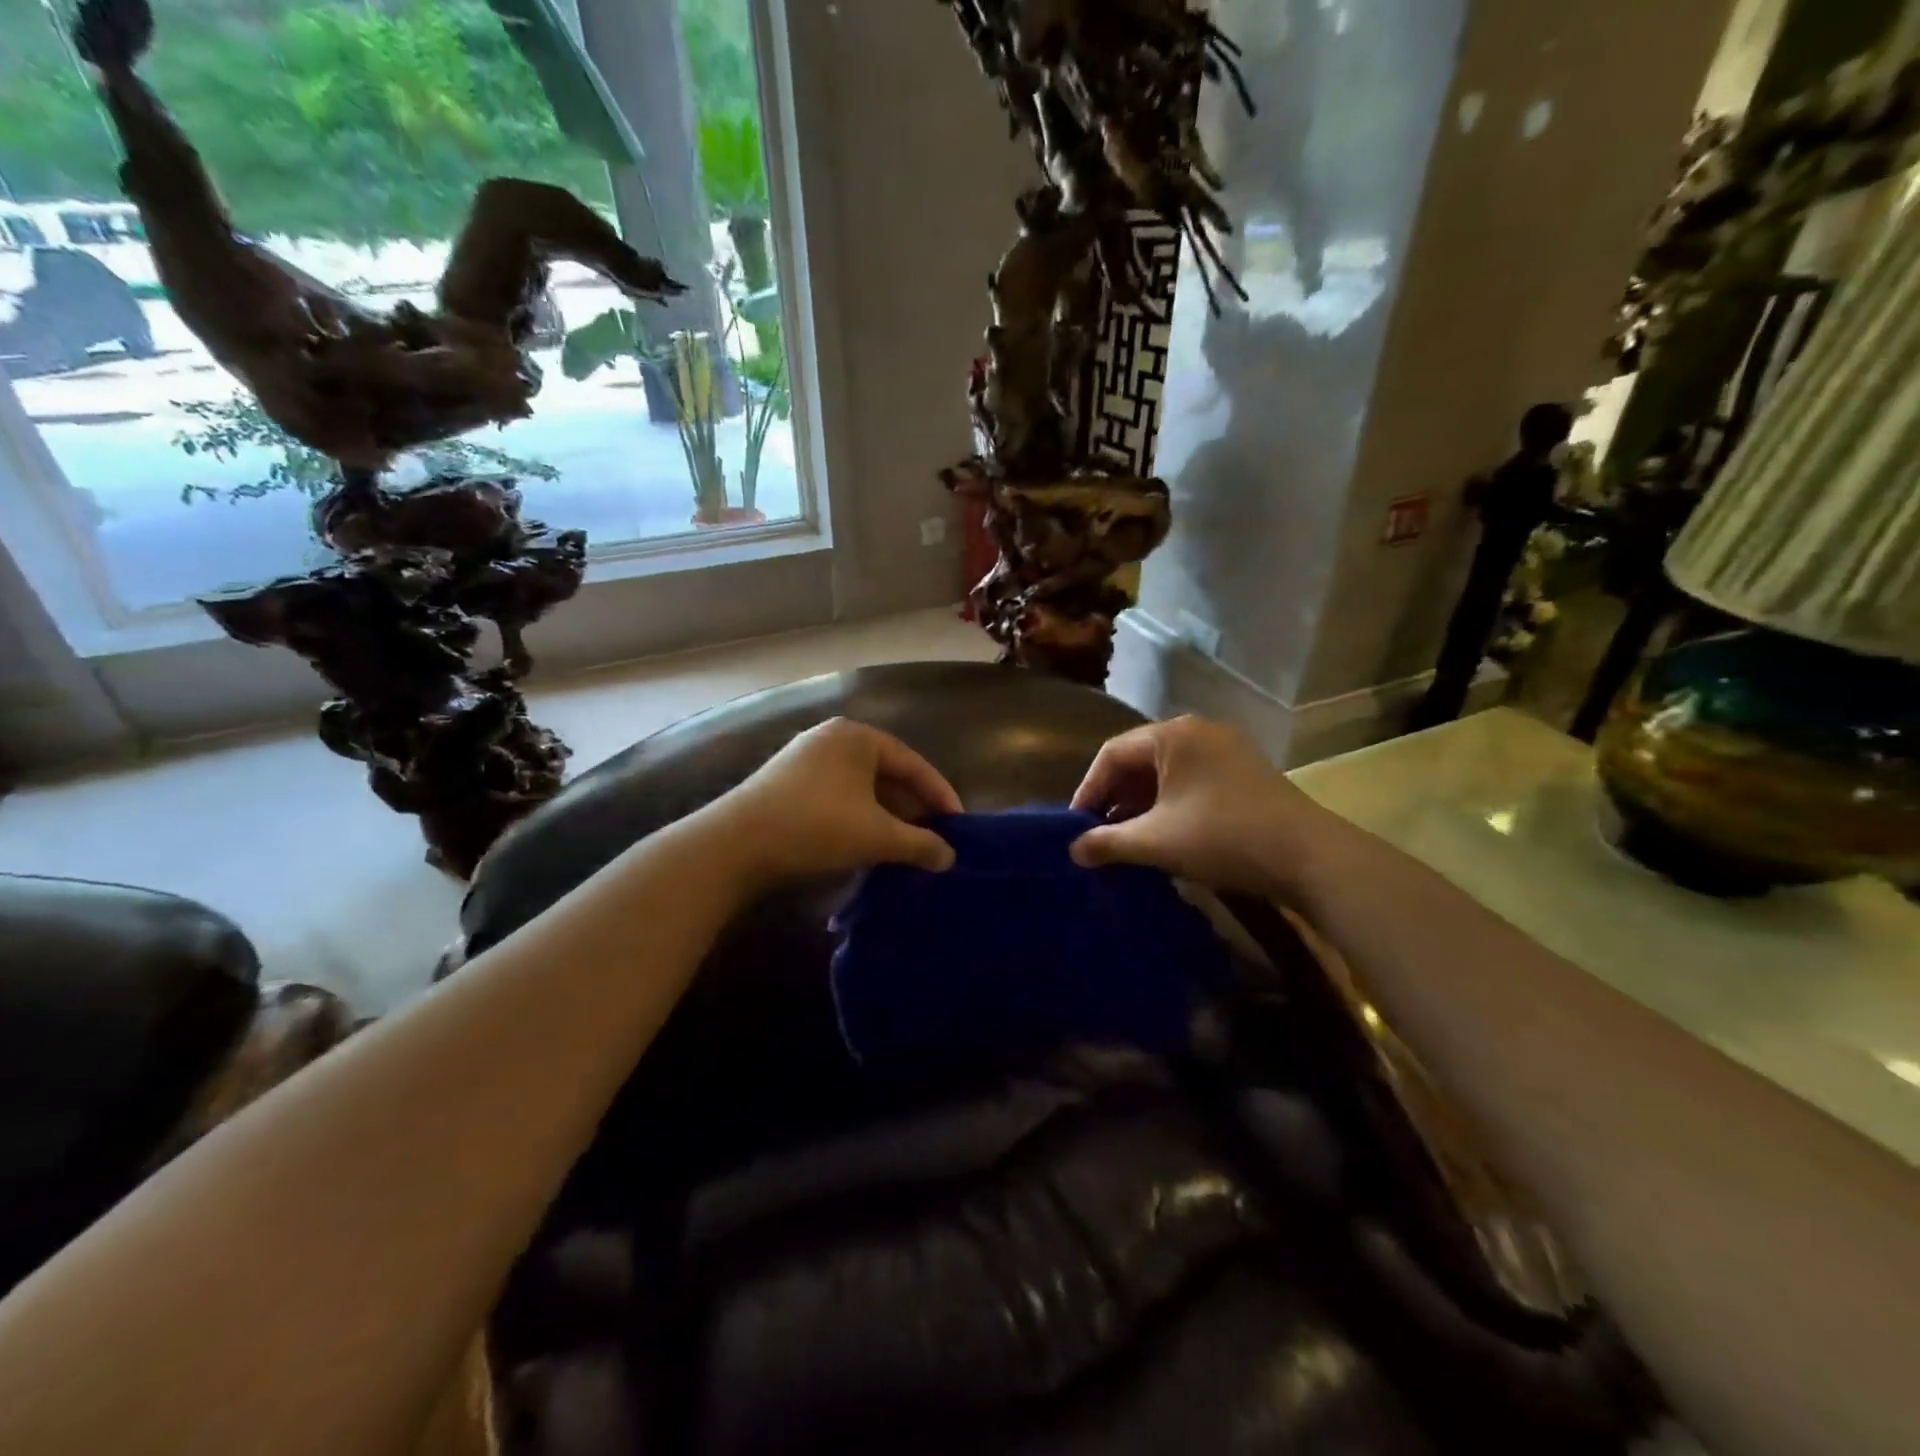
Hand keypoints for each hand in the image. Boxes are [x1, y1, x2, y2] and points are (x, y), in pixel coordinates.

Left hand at [709, 718, 961, 889]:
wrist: (733, 846)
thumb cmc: (816, 827)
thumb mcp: (877, 837)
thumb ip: (920, 844)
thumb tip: (950, 857)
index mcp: (858, 737)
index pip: (913, 763)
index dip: (940, 795)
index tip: (959, 824)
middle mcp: (832, 738)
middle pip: (887, 773)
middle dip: (912, 807)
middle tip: (934, 837)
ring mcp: (804, 759)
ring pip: (861, 787)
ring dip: (886, 816)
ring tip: (905, 845)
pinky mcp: (785, 783)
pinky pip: (837, 796)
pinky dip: (858, 818)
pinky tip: (865, 843)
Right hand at [1069, 716, 1353, 897]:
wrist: (1309, 857)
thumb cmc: (1222, 837)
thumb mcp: (1155, 841)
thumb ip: (1108, 843)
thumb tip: (1074, 851)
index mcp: (1173, 735)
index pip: (1112, 754)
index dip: (1088, 790)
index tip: (1077, 826)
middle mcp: (1198, 732)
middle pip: (1139, 760)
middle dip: (1115, 799)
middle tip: (1099, 834)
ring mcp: (1225, 750)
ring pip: (1166, 773)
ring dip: (1141, 805)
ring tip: (1127, 839)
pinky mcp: (1243, 773)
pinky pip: (1191, 781)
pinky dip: (1169, 805)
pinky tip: (1164, 835)